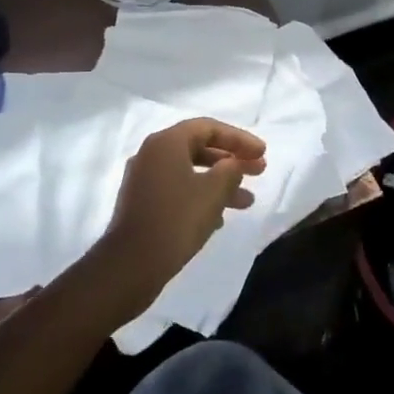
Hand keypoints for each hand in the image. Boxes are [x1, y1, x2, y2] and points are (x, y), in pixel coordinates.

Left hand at [100, 118, 267, 309]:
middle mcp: (151, 154)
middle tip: (259, 172)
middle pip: (198, 148)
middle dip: (231, 160)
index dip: (238, 138)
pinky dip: (200, 196)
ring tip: (247, 202)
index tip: (262, 153)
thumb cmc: (176, 220)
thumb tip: (233, 163)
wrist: (131, 265)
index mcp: (166, 143)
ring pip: (189, 172)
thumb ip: (230, 170)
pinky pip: (177, 189)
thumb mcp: (213, 192)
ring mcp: (143, 179)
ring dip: (219, 183)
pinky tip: (219, 218)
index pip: (208, 128)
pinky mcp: (142, 203)